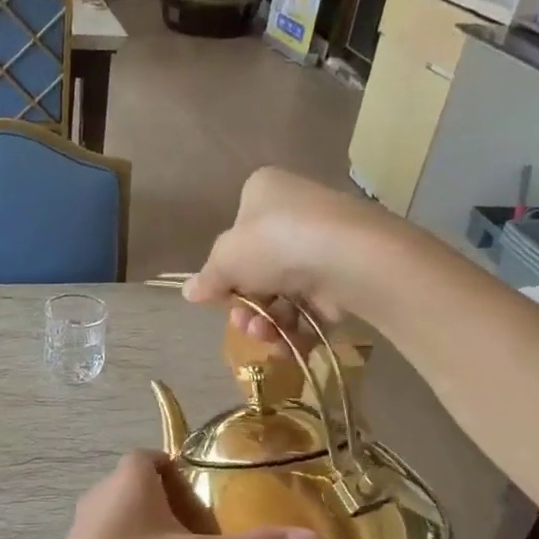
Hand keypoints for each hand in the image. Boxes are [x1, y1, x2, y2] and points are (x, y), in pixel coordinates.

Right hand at [183, 168, 385, 345]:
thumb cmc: (276, 243)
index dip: (225, 269)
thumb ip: (208, 278)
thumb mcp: (226, 259)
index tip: (220, 295)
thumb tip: (189, 292)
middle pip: (257, 269)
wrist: (350, 257)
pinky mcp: (342, 276)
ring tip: (263, 334)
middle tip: (242, 322)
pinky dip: (294, 330)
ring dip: (265, 321)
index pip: (236, 233)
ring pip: (281, 293)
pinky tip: (285, 345)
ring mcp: (322, 245)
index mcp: (264, 192)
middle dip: (245, 304)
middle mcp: (294, 212)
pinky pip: (309, 308)